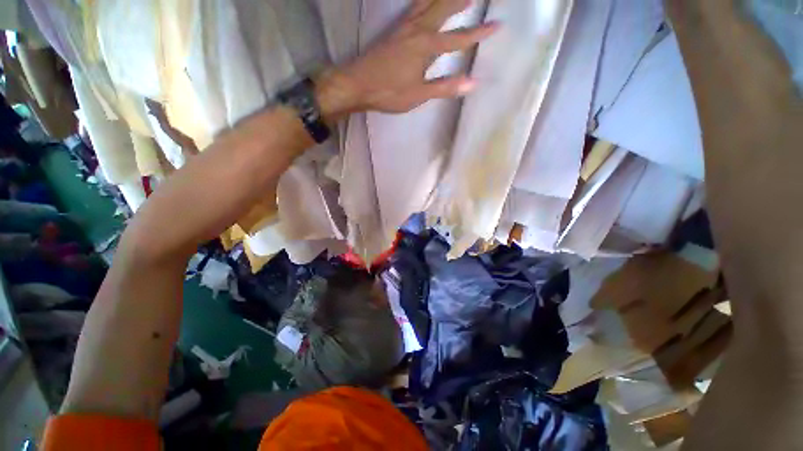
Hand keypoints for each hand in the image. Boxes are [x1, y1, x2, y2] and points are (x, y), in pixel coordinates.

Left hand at [317, 0, 496, 117]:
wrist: (357, 84)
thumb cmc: (389, 92)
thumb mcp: (419, 95)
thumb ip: (445, 87)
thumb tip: (472, 82)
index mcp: (426, 47)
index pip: (458, 39)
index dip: (478, 33)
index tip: (497, 24)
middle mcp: (417, 30)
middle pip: (443, 7)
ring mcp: (404, 27)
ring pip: (427, 2)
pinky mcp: (394, 30)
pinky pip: (413, 8)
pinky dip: (424, 0)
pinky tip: (425, 1)